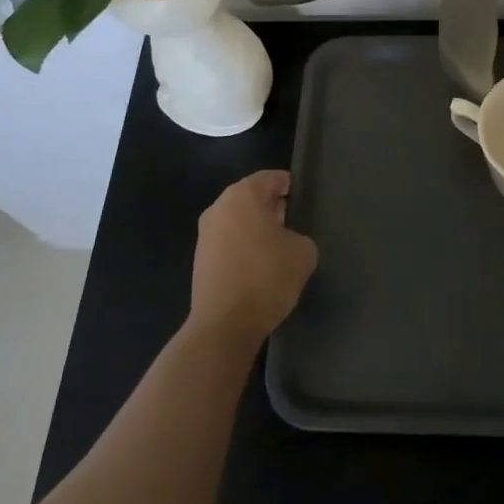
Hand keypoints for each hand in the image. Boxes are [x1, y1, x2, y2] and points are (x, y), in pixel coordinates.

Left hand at [188, 170, 318, 347]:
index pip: (273, 178)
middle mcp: (220, 206)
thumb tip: (289, 241)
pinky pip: (228, 242)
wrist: (224, 325)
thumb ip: (300, 236)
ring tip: (278, 251)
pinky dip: (243, 247)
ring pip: (238, 220)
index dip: (291, 187)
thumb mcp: (303, 252)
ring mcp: (205, 233)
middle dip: (273, 208)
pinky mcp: (199, 258)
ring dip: (256, 229)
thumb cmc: (267, 277)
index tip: (304, 203)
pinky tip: (258, 269)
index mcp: (244, 194)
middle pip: (252, 197)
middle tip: (294, 226)